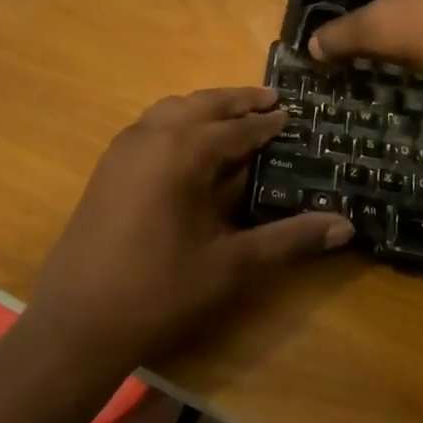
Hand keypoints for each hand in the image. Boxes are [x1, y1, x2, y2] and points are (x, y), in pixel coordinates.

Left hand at [26, 87, 353, 372]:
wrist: (76, 323)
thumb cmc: (160, 291)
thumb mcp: (233, 267)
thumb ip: (290, 239)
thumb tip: (346, 226)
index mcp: (184, 151)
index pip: (238, 128)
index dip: (268, 122)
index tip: (292, 114)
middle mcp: (151, 135)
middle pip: (203, 104)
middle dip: (237, 101)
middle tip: (270, 99)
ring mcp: (123, 148)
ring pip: (172, 109)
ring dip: (205, 107)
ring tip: (233, 115)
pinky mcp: (107, 166)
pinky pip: (150, 125)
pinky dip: (177, 120)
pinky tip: (187, 143)